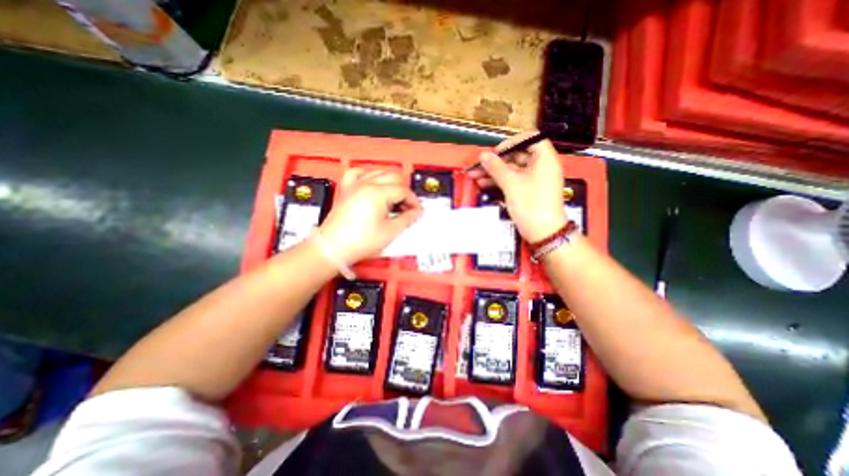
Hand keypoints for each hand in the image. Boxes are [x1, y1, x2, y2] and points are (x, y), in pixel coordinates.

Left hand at [317, 167, 422, 264]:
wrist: (333, 248)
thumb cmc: (360, 241)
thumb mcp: (390, 232)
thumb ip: (407, 219)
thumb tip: (416, 212)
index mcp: (378, 193)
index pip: (403, 190)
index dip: (413, 201)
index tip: (417, 212)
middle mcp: (366, 184)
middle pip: (394, 178)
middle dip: (404, 191)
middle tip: (407, 207)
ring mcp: (355, 186)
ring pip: (379, 173)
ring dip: (391, 184)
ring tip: (394, 199)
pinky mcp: (347, 190)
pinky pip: (358, 174)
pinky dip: (368, 176)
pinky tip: (373, 185)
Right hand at [468, 132, 564, 243]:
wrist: (543, 232)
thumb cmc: (530, 204)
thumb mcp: (511, 183)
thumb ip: (496, 167)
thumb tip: (483, 155)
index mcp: (544, 158)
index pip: (530, 139)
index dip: (512, 142)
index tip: (496, 152)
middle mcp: (541, 166)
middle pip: (517, 155)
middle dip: (496, 161)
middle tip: (479, 166)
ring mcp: (534, 180)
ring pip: (512, 170)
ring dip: (494, 172)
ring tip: (475, 176)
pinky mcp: (528, 191)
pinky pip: (513, 181)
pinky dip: (499, 181)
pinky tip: (483, 184)